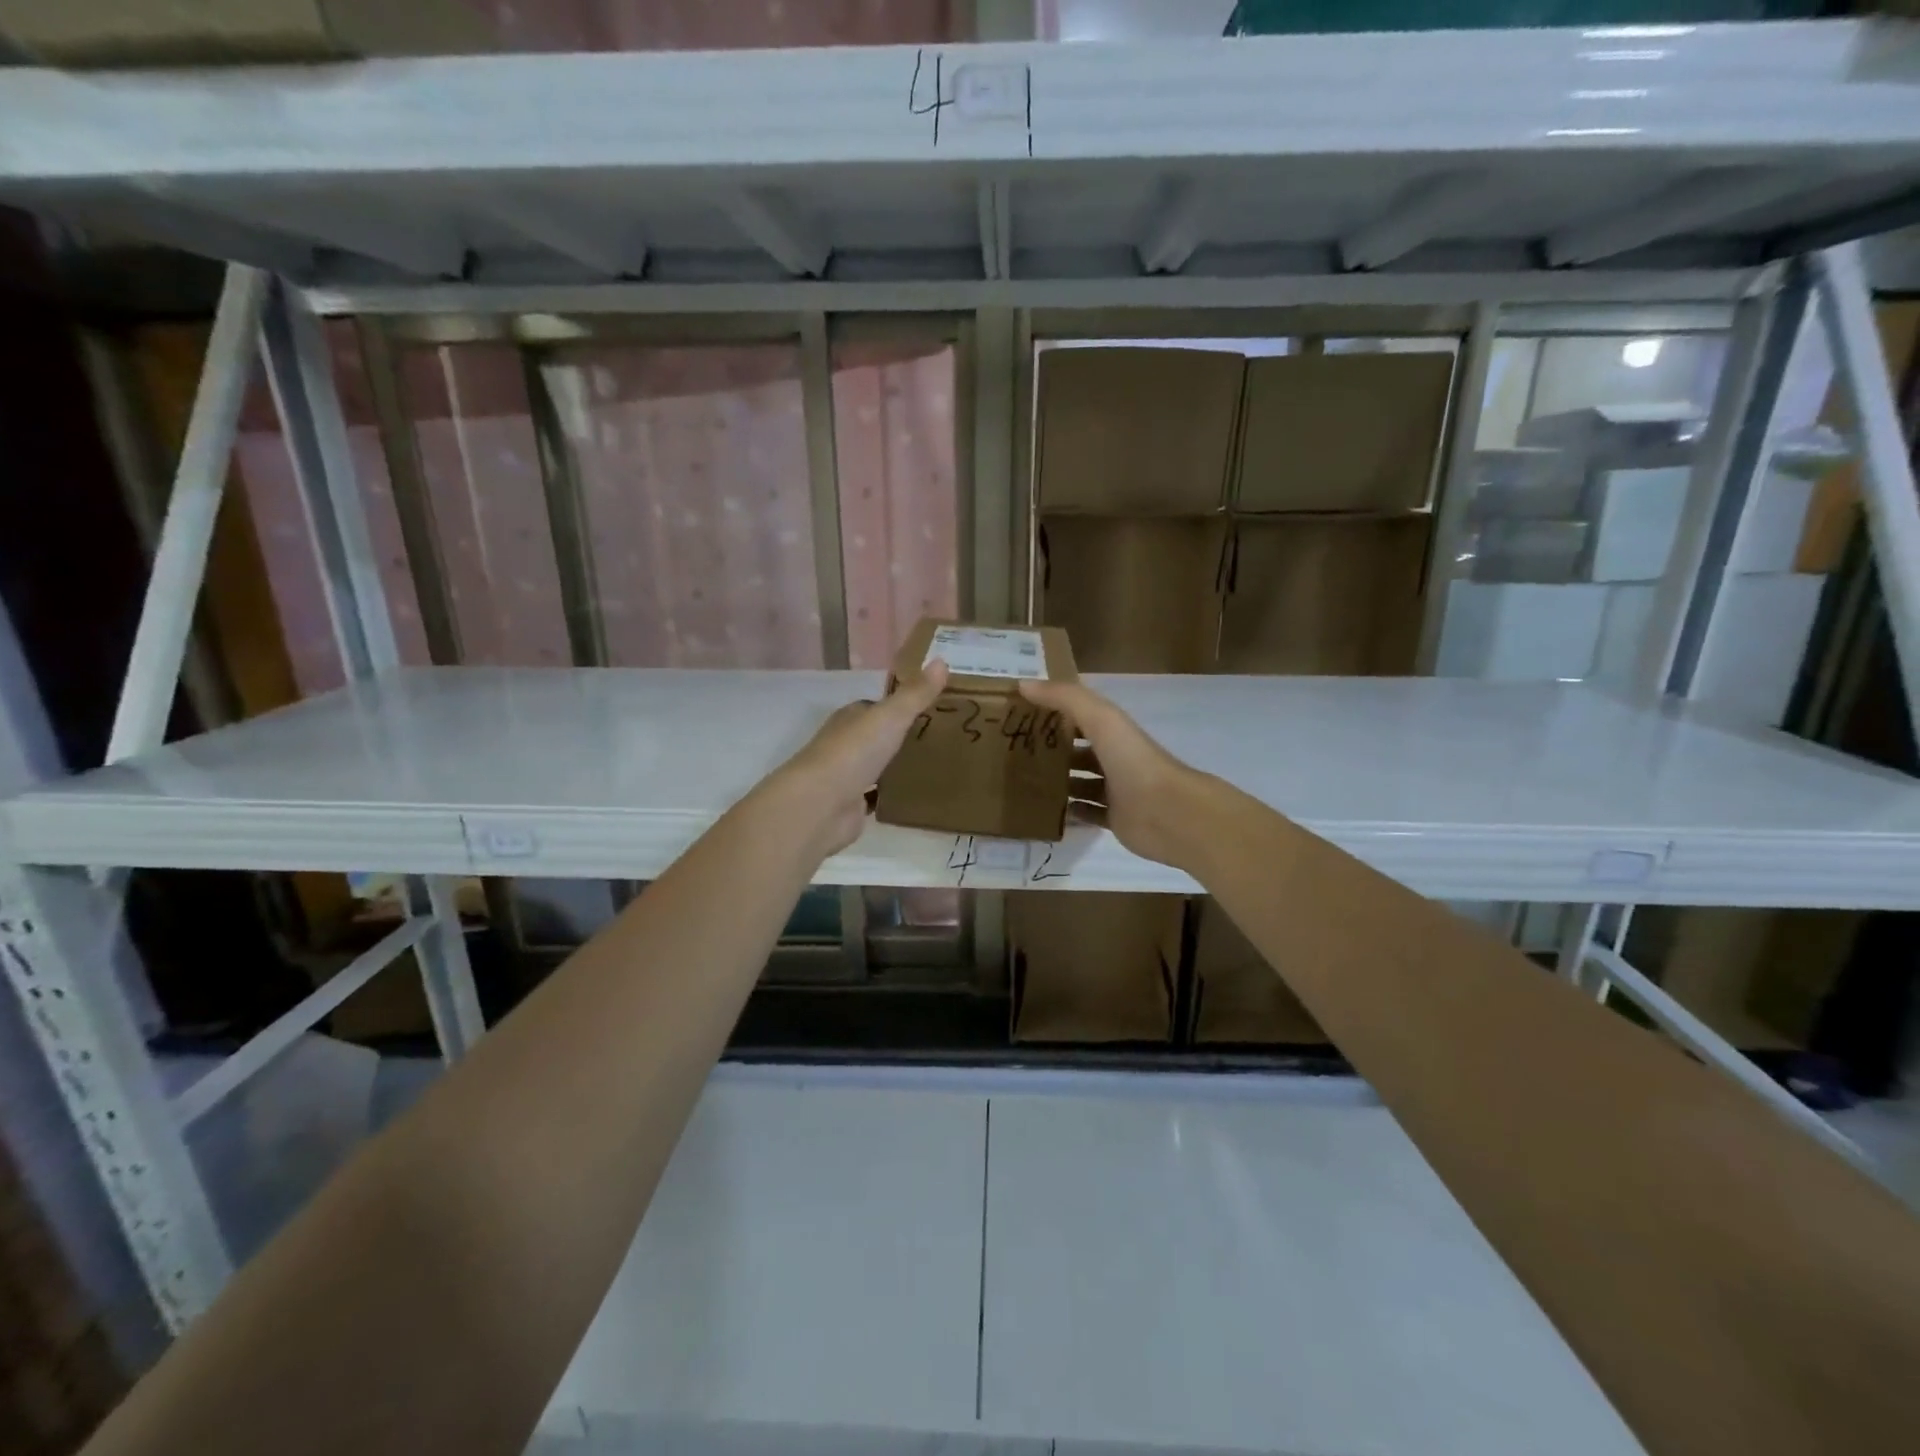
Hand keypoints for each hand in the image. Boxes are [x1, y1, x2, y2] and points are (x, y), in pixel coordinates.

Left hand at [768, 661, 950, 857]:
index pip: (876, 707)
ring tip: (935, 766)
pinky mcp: (851, 806)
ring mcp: (846, 776)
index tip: (932, 708)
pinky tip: (916, 796)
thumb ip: (916, 694)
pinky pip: (877, 797)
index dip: (900, 706)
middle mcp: (845, 744)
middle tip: (940, 739)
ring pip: (877, 767)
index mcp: (851, 718)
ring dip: (897, 767)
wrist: (820, 805)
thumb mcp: (890, 717)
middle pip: (877, 737)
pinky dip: (892, 796)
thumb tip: (941, 660)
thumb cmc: (853, 753)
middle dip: (902, 737)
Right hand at [1018, 677, 1214, 871]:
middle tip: (1017, 753)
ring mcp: (1116, 790)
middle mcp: (1116, 758)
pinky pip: (1087, 813)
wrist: (1167, 812)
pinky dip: (1070, 812)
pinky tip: (1047, 811)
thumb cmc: (1133, 760)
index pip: (1081, 717)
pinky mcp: (1115, 819)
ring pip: (1082, 783)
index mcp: (1114, 732)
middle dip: (1054, 751)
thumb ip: (1065, 698)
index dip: (1055, 713)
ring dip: (1060, 782)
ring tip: (1024, 782)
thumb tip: (1024, 684)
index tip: (1022, 716)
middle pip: (1080, 751)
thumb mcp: (1100, 719)